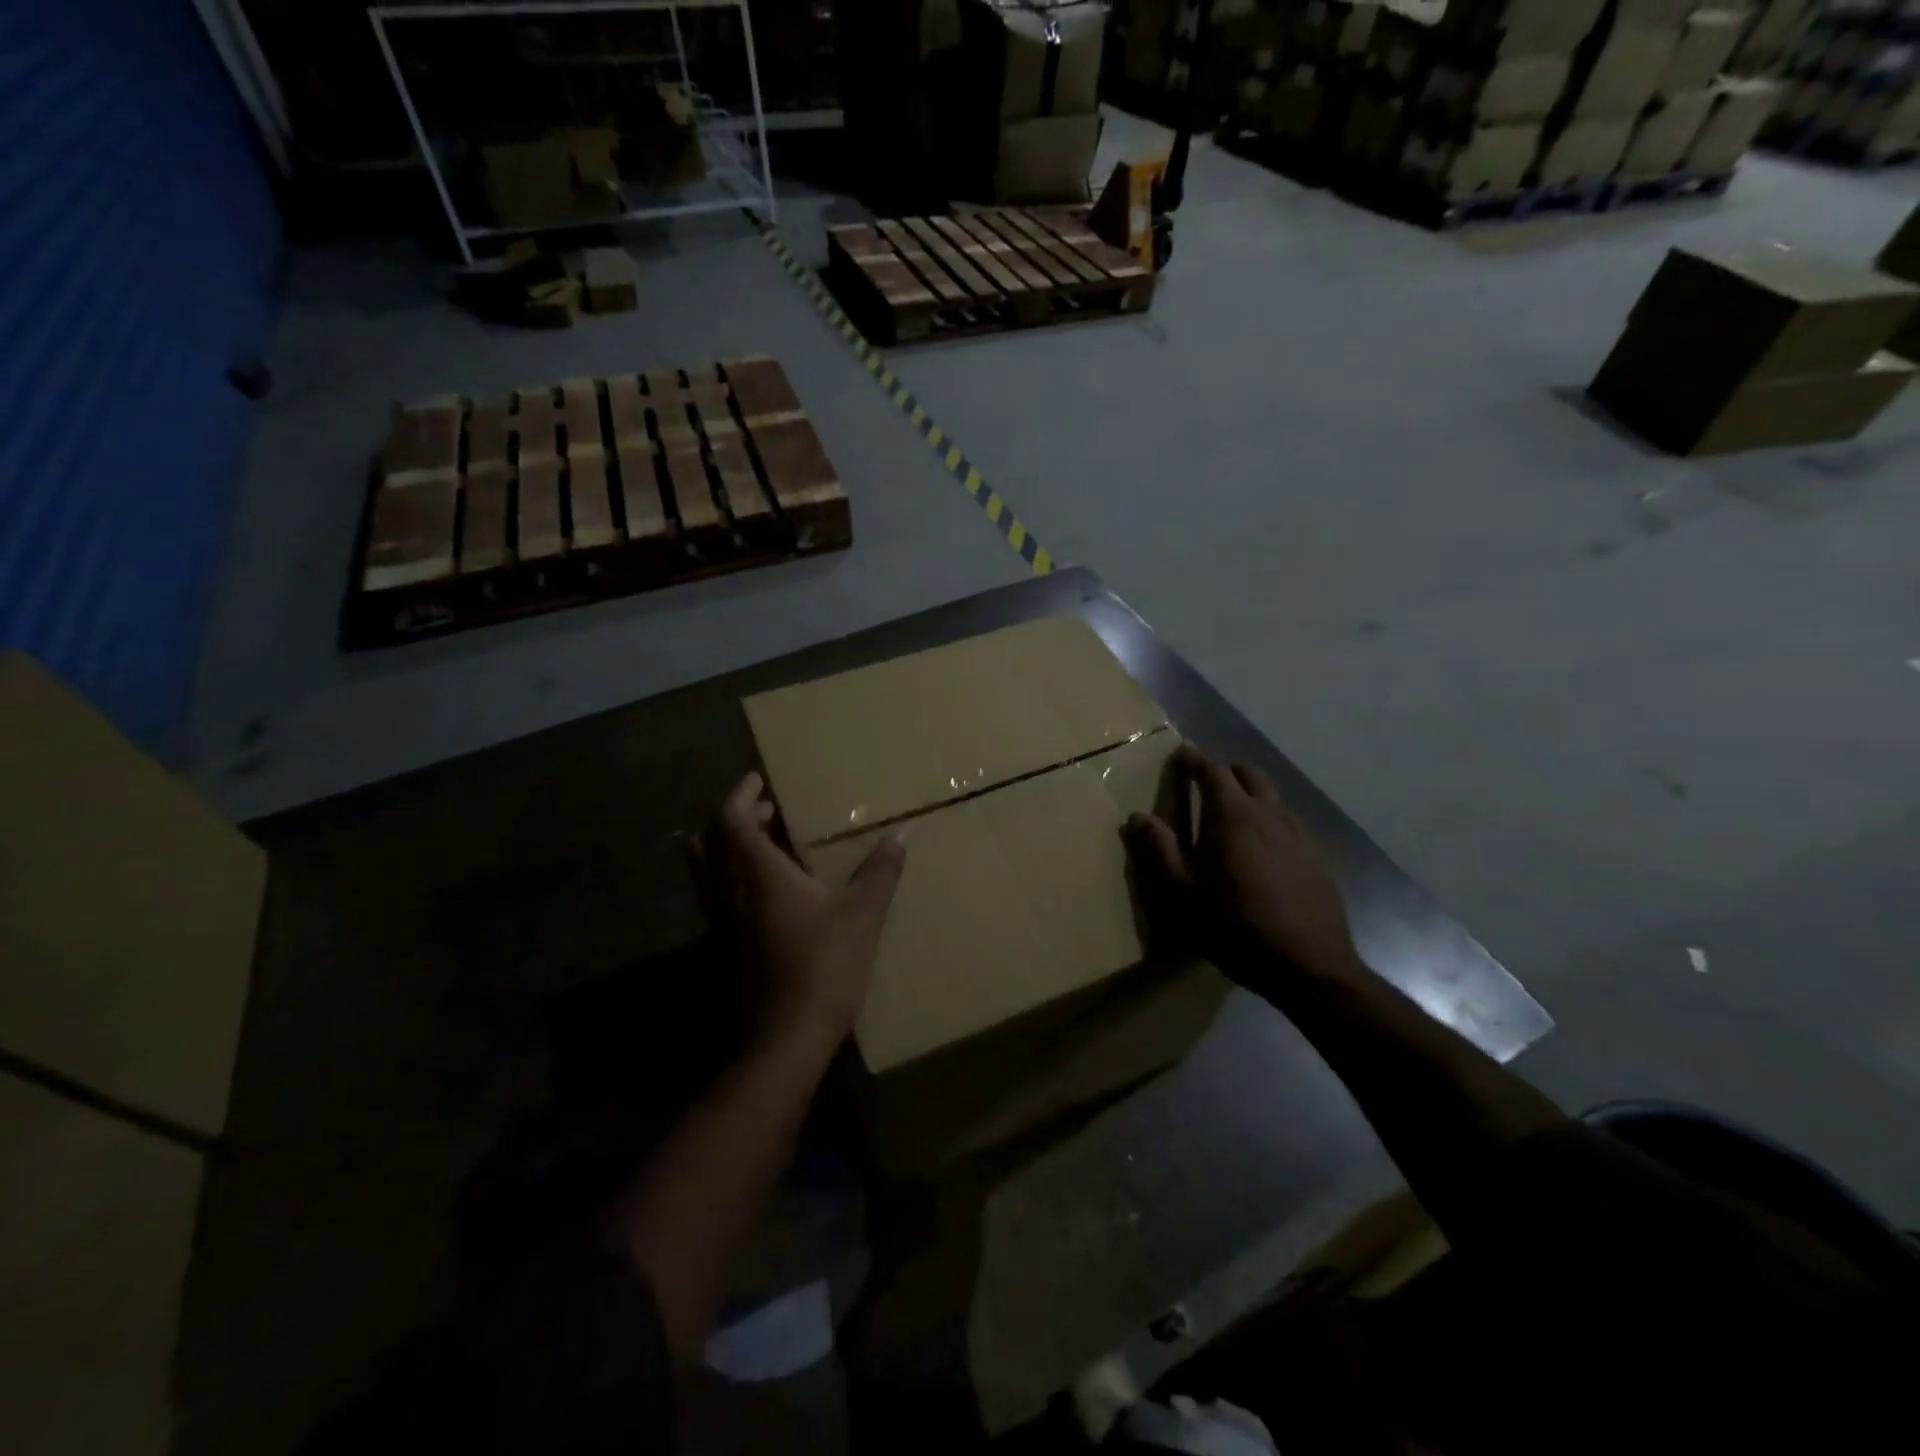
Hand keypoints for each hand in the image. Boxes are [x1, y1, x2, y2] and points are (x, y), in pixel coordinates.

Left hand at [689, 772, 905, 1050]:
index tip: (758, 779)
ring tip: (766, 844)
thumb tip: (900, 835)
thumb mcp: (863, 914)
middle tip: (764, 810)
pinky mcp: (723, 948)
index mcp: (756, 872)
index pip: (732, 818)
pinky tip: (768, 893)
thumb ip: (880, 871)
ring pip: (708, 871)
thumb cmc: (824, 965)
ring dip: (729, 848)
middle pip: (708, 840)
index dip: (741, 793)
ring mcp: (720, 922)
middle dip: (732, 818)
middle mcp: (728, 890)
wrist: (785, 1037)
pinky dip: (733, 878)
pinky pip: (717, 897)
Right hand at [1124, 746, 1358, 986]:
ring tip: (1233, 815)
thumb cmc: (1235, 927)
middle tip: (1205, 784)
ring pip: (1272, 796)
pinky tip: (1263, 849)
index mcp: (1232, 817)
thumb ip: (1159, 850)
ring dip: (1250, 794)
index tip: (1181, 754)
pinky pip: (1290, 822)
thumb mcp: (1183, 893)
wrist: (1309, 966)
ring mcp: (1298, 834)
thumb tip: (1138, 816)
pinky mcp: (1317, 856)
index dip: (1194, 760)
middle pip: (1249, 774)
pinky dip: (1270, 819)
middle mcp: (1268, 814)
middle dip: (1225, 771)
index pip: (1212, 771)